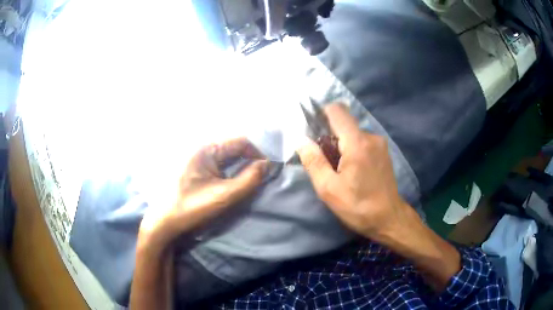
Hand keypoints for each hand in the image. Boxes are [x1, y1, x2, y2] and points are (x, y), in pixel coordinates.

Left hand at [139, 137, 268, 250]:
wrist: (165, 222)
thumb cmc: (193, 207)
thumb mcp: (225, 195)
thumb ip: (249, 179)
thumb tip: (267, 164)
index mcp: (207, 149)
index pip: (240, 141)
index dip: (258, 152)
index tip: (270, 167)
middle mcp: (201, 148)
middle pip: (233, 147)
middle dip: (250, 158)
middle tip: (264, 173)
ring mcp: (197, 158)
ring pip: (227, 156)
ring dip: (241, 165)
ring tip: (253, 177)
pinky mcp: (196, 169)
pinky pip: (218, 164)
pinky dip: (231, 171)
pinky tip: (236, 180)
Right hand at [298, 104, 408, 239]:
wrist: (389, 218)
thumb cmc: (357, 206)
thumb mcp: (329, 189)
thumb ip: (314, 161)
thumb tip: (301, 140)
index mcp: (357, 143)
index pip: (337, 111)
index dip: (322, 113)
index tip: (313, 129)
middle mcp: (371, 137)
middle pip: (344, 124)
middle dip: (330, 136)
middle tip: (324, 160)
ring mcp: (380, 144)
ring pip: (353, 134)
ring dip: (342, 145)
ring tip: (339, 169)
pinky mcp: (384, 152)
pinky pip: (363, 142)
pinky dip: (353, 149)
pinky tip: (353, 170)